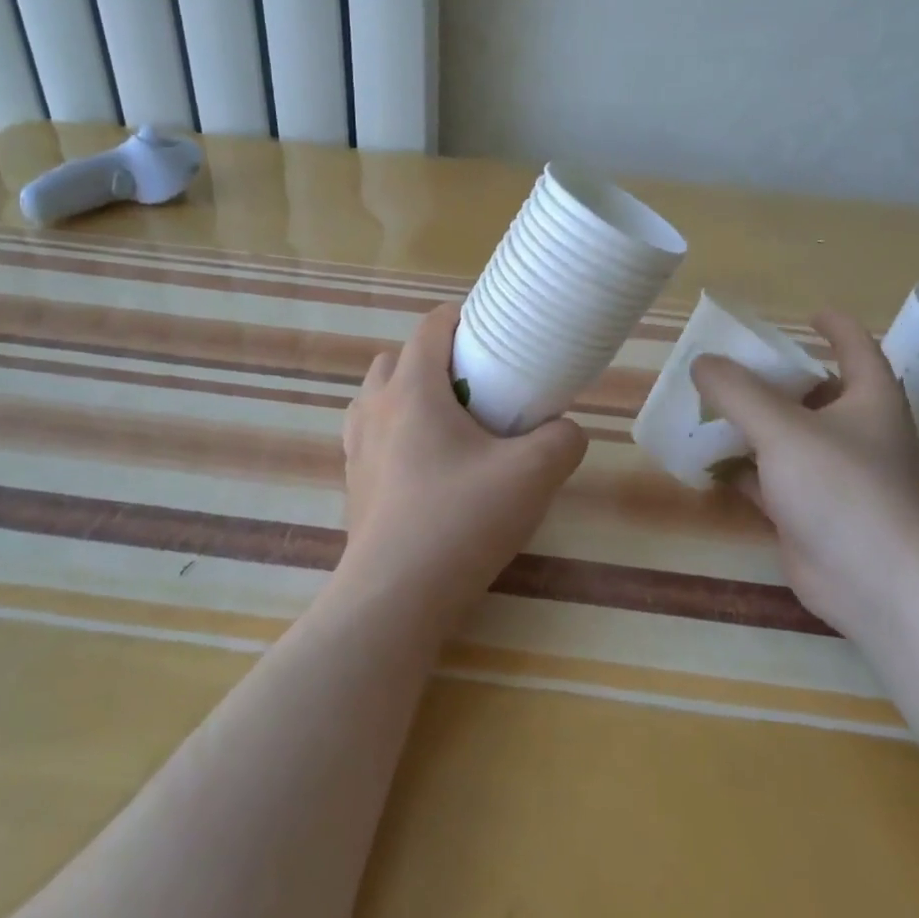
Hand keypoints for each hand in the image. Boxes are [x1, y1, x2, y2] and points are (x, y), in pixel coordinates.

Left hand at [339, 303, 588, 629]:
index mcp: (412, 391)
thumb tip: (564, 431)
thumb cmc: (460, 521)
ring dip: (409, 397)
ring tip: (450, 429)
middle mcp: (375, 410)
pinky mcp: (354, 486)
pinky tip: (430, 471)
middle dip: (434, 360)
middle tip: (475, 386)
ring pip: (378, 399)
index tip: (492, 331)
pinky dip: (397, 435)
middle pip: (397, 360)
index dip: (461, 318)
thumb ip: (562, 440)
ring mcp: (357, 449)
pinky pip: (372, 439)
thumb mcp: (533, 475)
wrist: (394, 599)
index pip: (430, 328)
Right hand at [690, 311, 918, 636]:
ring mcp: (832, 476)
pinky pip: (768, 479)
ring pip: (786, 438)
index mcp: (868, 399)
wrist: (876, 583)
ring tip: (705, 406)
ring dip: (750, 424)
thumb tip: (701, 362)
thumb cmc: (842, 488)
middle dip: (773, 378)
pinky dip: (740, 468)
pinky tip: (706, 460)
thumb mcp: (783, 427)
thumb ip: (738, 392)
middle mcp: (855, 433)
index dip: (834, 327)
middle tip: (729, 364)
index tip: (806, 315)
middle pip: (812, 393)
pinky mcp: (809, 512)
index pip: (856, 348)